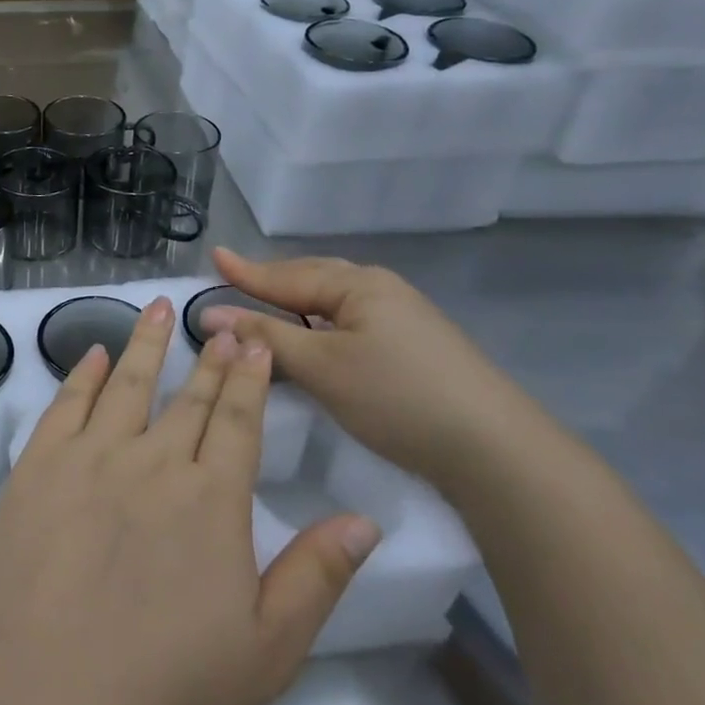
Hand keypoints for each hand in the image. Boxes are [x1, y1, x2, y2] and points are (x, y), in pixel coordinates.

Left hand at [0, 296, 380, 704]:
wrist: (50, 685)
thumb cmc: (165, 679)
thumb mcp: (268, 648)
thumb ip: (317, 576)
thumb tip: (364, 520)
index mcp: (213, 499)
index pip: (238, 422)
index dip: (249, 379)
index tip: (254, 342)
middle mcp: (155, 460)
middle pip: (189, 398)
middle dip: (209, 358)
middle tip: (219, 323)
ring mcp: (92, 455)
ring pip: (128, 383)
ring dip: (146, 343)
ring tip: (158, 306)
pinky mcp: (41, 463)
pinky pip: (67, 404)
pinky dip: (84, 373)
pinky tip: (95, 353)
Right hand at [202, 248, 548, 489]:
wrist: (495, 450)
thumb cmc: (396, 397)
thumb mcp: (320, 366)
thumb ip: (264, 335)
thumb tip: (209, 314)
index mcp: (357, 284)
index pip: (286, 275)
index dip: (246, 271)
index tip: (213, 254)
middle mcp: (381, 289)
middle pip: (313, 278)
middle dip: (272, 280)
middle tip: (234, 279)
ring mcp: (402, 317)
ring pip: (333, 300)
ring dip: (296, 301)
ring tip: (265, 302)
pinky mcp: (414, 345)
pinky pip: (350, 320)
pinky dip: (319, 322)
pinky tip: (313, 335)